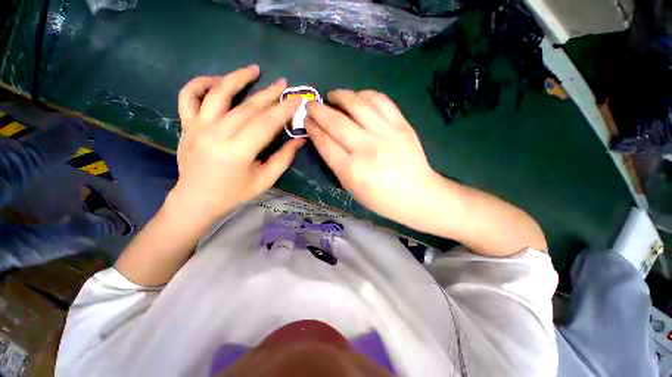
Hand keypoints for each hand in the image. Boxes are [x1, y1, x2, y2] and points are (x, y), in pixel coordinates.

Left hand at [172, 65, 304, 223]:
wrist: (196, 201)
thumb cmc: (234, 194)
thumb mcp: (265, 181)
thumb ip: (283, 158)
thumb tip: (299, 139)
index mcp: (238, 153)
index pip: (265, 124)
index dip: (283, 110)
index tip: (297, 100)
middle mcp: (216, 135)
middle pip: (247, 108)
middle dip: (269, 94)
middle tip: (283, 84)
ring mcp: (197, 128)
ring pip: (218, 94)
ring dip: (237, 78)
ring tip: (253, 69)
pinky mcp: (186, 126)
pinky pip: (188, 96)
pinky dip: (200, 83)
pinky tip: (216, 80)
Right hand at [306, 89, 439, 226]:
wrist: (417, 195)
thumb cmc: (380, 198)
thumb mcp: (351, 187)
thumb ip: (335, 162)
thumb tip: (322, 138)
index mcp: (352, 170)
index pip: (325, 142)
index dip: (313, 128)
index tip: (306, 121)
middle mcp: (367, 149)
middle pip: (336, 121)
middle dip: (318, 110)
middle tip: (311, 105)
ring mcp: (386, 134)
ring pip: (357, 104)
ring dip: (340, 95)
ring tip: (332, 95)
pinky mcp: (402, 125)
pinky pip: (380, 101)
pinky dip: (364, 95)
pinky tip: (357, 97)